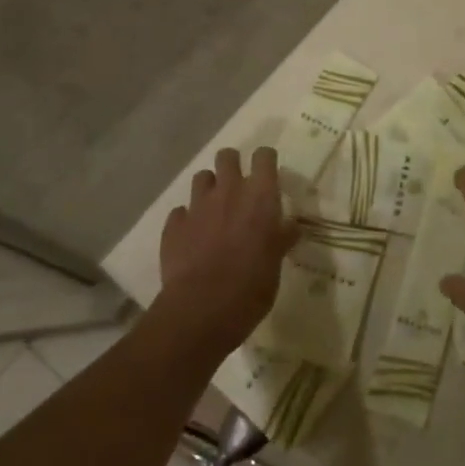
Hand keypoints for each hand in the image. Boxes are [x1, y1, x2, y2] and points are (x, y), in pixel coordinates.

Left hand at [156, 147, 297, 358]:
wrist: (201, 310)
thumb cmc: (252, 286)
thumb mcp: (277, 261)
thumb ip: (281, 237)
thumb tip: (291, 226)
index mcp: (260, 195)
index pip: (264, 156)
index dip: (265, 161)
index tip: (268, 173)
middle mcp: (229, 191)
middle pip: (227, 156)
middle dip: (232, 165)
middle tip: (238, 187)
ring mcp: (197, 206)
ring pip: (201, 177)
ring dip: (209, 188)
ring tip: (214, 209)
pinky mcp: (173, 226)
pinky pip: (180, 212)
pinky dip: (187, 219)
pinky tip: (192, 237)